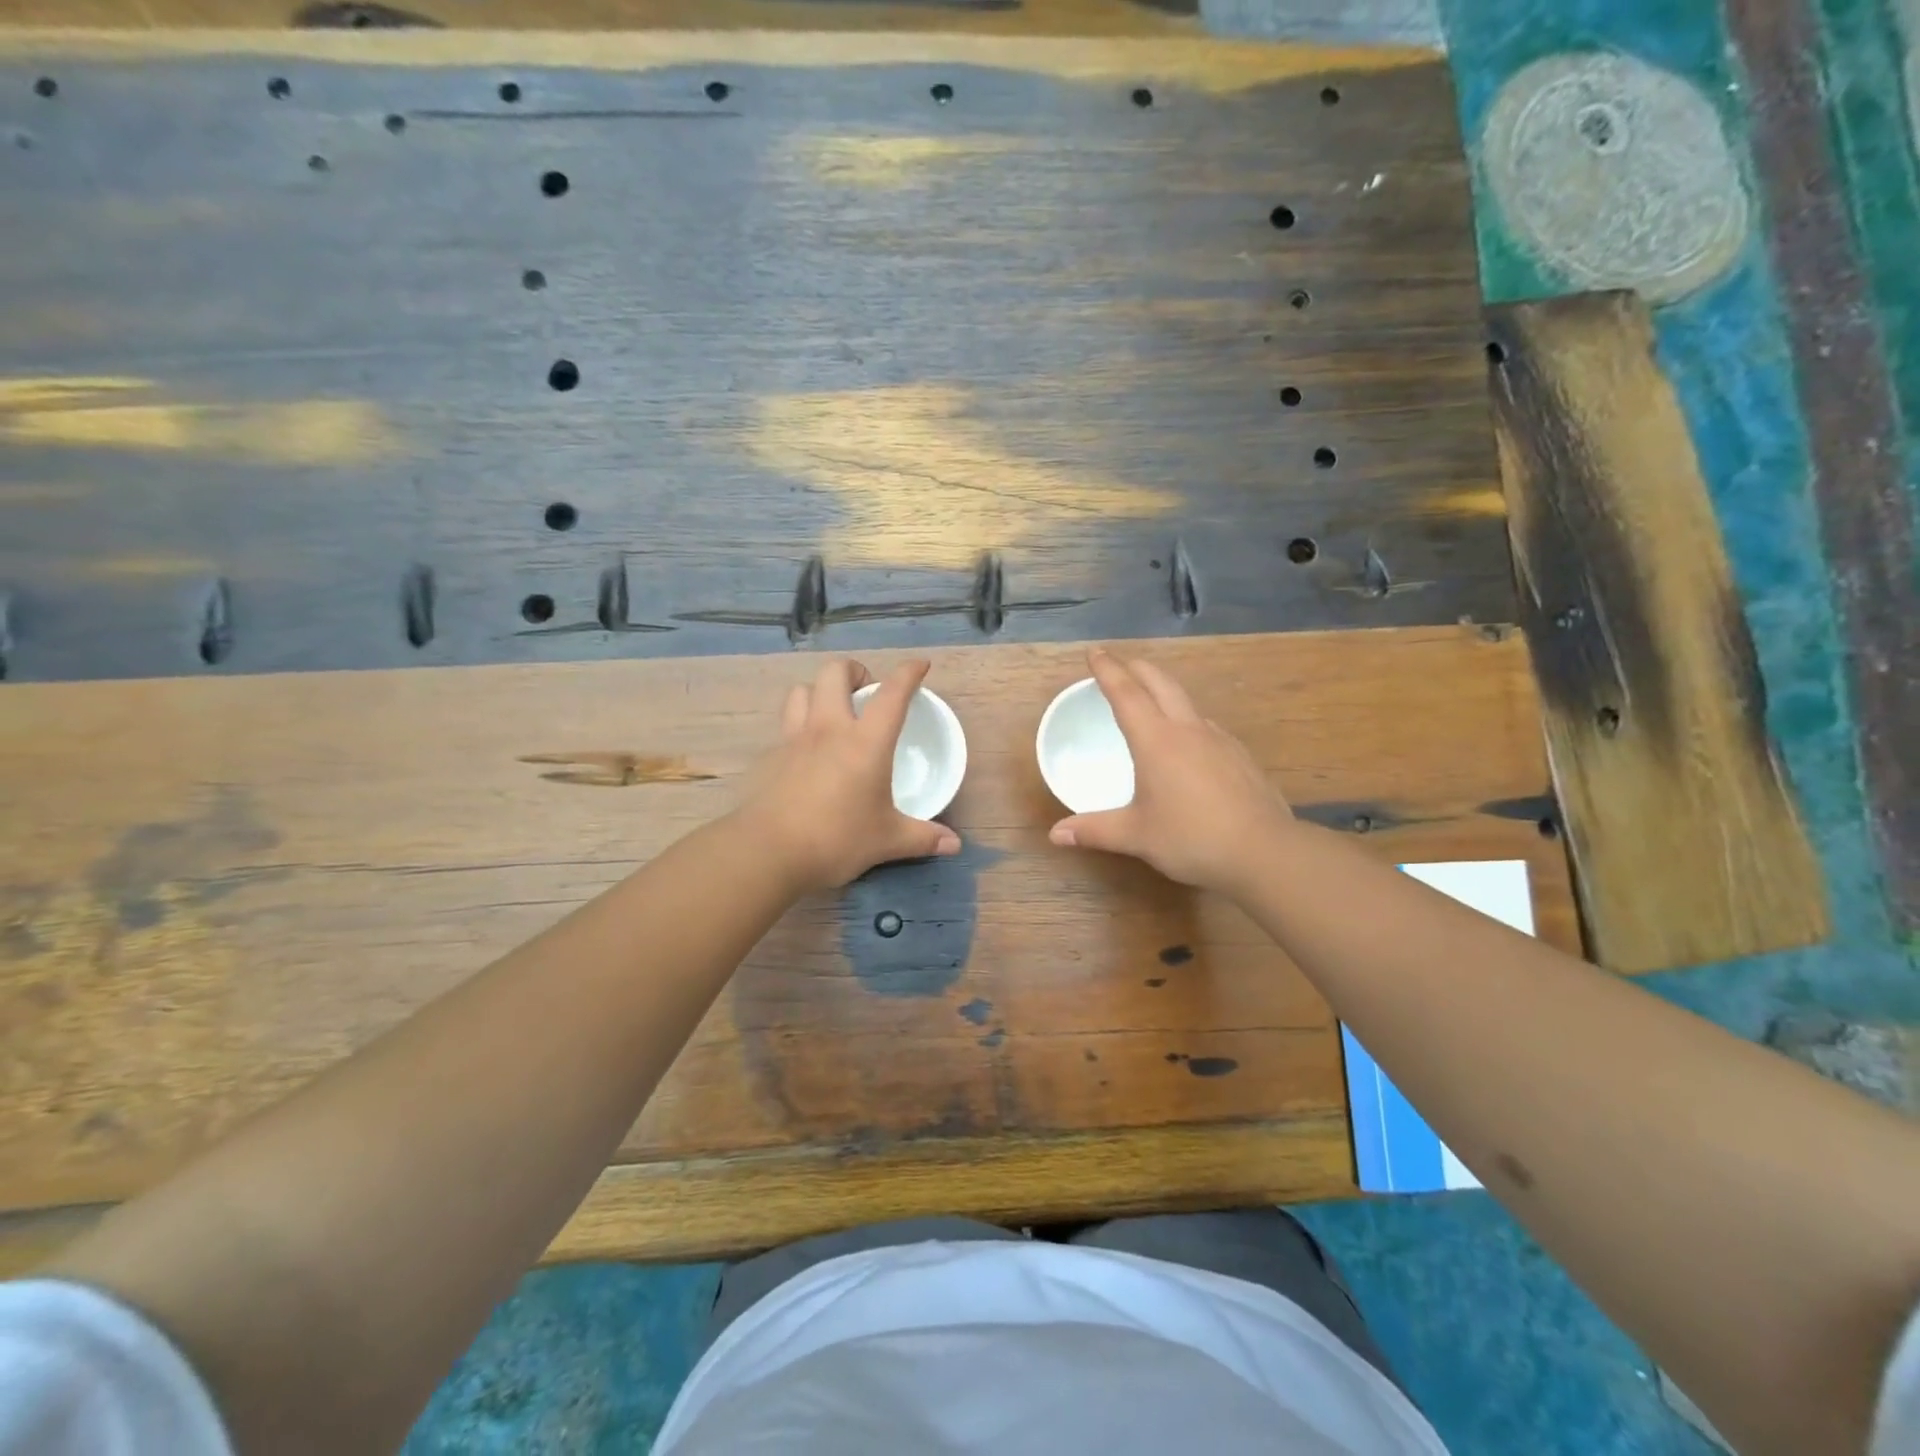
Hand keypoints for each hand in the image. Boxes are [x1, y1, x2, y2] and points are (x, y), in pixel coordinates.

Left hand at [737, 658, 961, 891]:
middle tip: (866, 693)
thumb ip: (923, 838)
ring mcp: (795, 739)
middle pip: (835, 673)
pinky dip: (799, 725)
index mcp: (866, 742)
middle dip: (855, 671)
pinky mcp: (771, 756)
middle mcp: (829, 729)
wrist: (768, 853)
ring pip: (802, 690)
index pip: (892, 693)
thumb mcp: (887, 841)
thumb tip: (953, 845)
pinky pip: (786, 725)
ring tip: (833, 712)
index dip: (909, 673)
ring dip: (820, 692)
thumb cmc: (837, 840)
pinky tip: (808, 753)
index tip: (920, 665)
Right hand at [1047, 648, 1292, 892]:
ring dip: (1164, 691)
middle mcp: (1188, 730)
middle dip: (1137, 668)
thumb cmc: (1192, 839)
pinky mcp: (1240, 756)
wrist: (1265, 851)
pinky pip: (1206, 726)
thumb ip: (1095, 830)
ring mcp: (1219, 740)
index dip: (1108, 670)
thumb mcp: (1137, 836)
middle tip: (1120, 664)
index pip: (1127, 694)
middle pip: (1161, 683)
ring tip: (1150, 701)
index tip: (1094, 652)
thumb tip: (1056, 834)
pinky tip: (1188, 743)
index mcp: (1157, 741)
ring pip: (1187, 702)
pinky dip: (1187, 720)